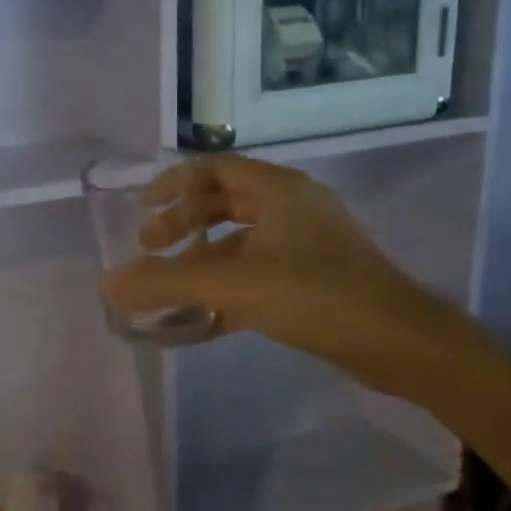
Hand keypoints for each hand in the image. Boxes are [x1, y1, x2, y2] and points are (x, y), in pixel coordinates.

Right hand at [100, 155, 445, 396]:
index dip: (173, 183)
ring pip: (240, 240)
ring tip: (171, 284)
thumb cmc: (316, 295)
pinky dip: (227, 284)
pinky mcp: (314, 277)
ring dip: (202, 257)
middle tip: (150, 247)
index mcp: (278, 190)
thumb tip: (108, 285)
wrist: (401, 343)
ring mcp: (306, 242)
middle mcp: (292, 207)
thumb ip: (167, 283)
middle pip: (224, 202)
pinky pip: (257, 269)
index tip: (142, 208)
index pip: (213, 168)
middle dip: (183, 223)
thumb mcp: (234, 285)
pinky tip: (204, 315)